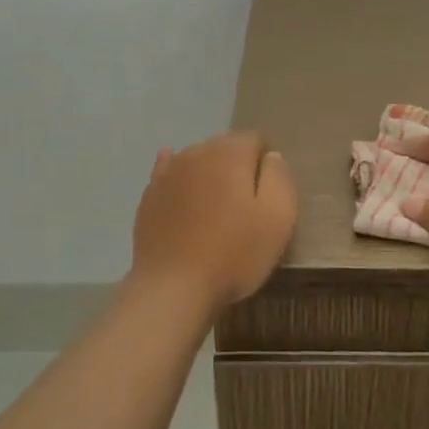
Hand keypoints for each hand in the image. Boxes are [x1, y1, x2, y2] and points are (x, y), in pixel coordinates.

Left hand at [129, 131, 296, 313]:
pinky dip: (179, 179)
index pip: (255, 139)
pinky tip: (180, 186)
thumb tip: (271, 156)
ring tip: (216, 208)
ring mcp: (167, 173)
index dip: (265, 164)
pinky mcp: (149, 196)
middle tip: (245, 204)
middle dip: (237, 166)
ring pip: (196, 160)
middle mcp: (196, 152)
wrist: (173, 289)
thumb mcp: (278, 218)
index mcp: (230, 153)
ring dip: (209, 175)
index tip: (268, 194)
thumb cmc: (234, 254)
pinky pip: (168, 175)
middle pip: (224, 147)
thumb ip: (279, 178)